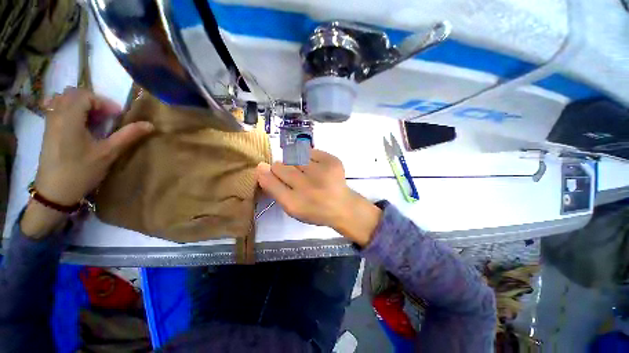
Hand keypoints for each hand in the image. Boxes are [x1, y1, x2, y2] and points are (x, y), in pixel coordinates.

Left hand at [21, 87, 153, 236]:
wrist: (54, 191)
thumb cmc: (81, 171)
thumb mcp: (108, 154)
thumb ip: (127, 136)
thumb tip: (150, 125)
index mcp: (70, 118)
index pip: (86, 96)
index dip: (104, 103)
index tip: (117, 116)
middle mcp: (57, 115)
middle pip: (73, 93)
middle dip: (93, 101)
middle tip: (106, 116)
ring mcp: (49, 122)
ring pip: (63, 99)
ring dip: (81, 104)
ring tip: (92, 119)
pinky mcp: (48, 130)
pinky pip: (56, 108)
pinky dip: (69, 109)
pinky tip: (77, 122)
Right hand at [256, 150, 381, 245]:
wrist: (342, 206)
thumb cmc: (314, 209)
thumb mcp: (292, 208)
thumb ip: (275, 189)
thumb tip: (262, 167)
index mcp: (294, 203)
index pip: (270, 180)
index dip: (266, 173)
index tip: (265, 169)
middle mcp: (307, 187)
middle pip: (280, 166)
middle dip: (281, 168)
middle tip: (293, 176)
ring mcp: (321, 172)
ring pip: (293, 156)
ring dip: (295, 163)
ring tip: (306, 173)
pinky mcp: (332, 161)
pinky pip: (309, 151)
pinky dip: (309, 158)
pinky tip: (316, 168)